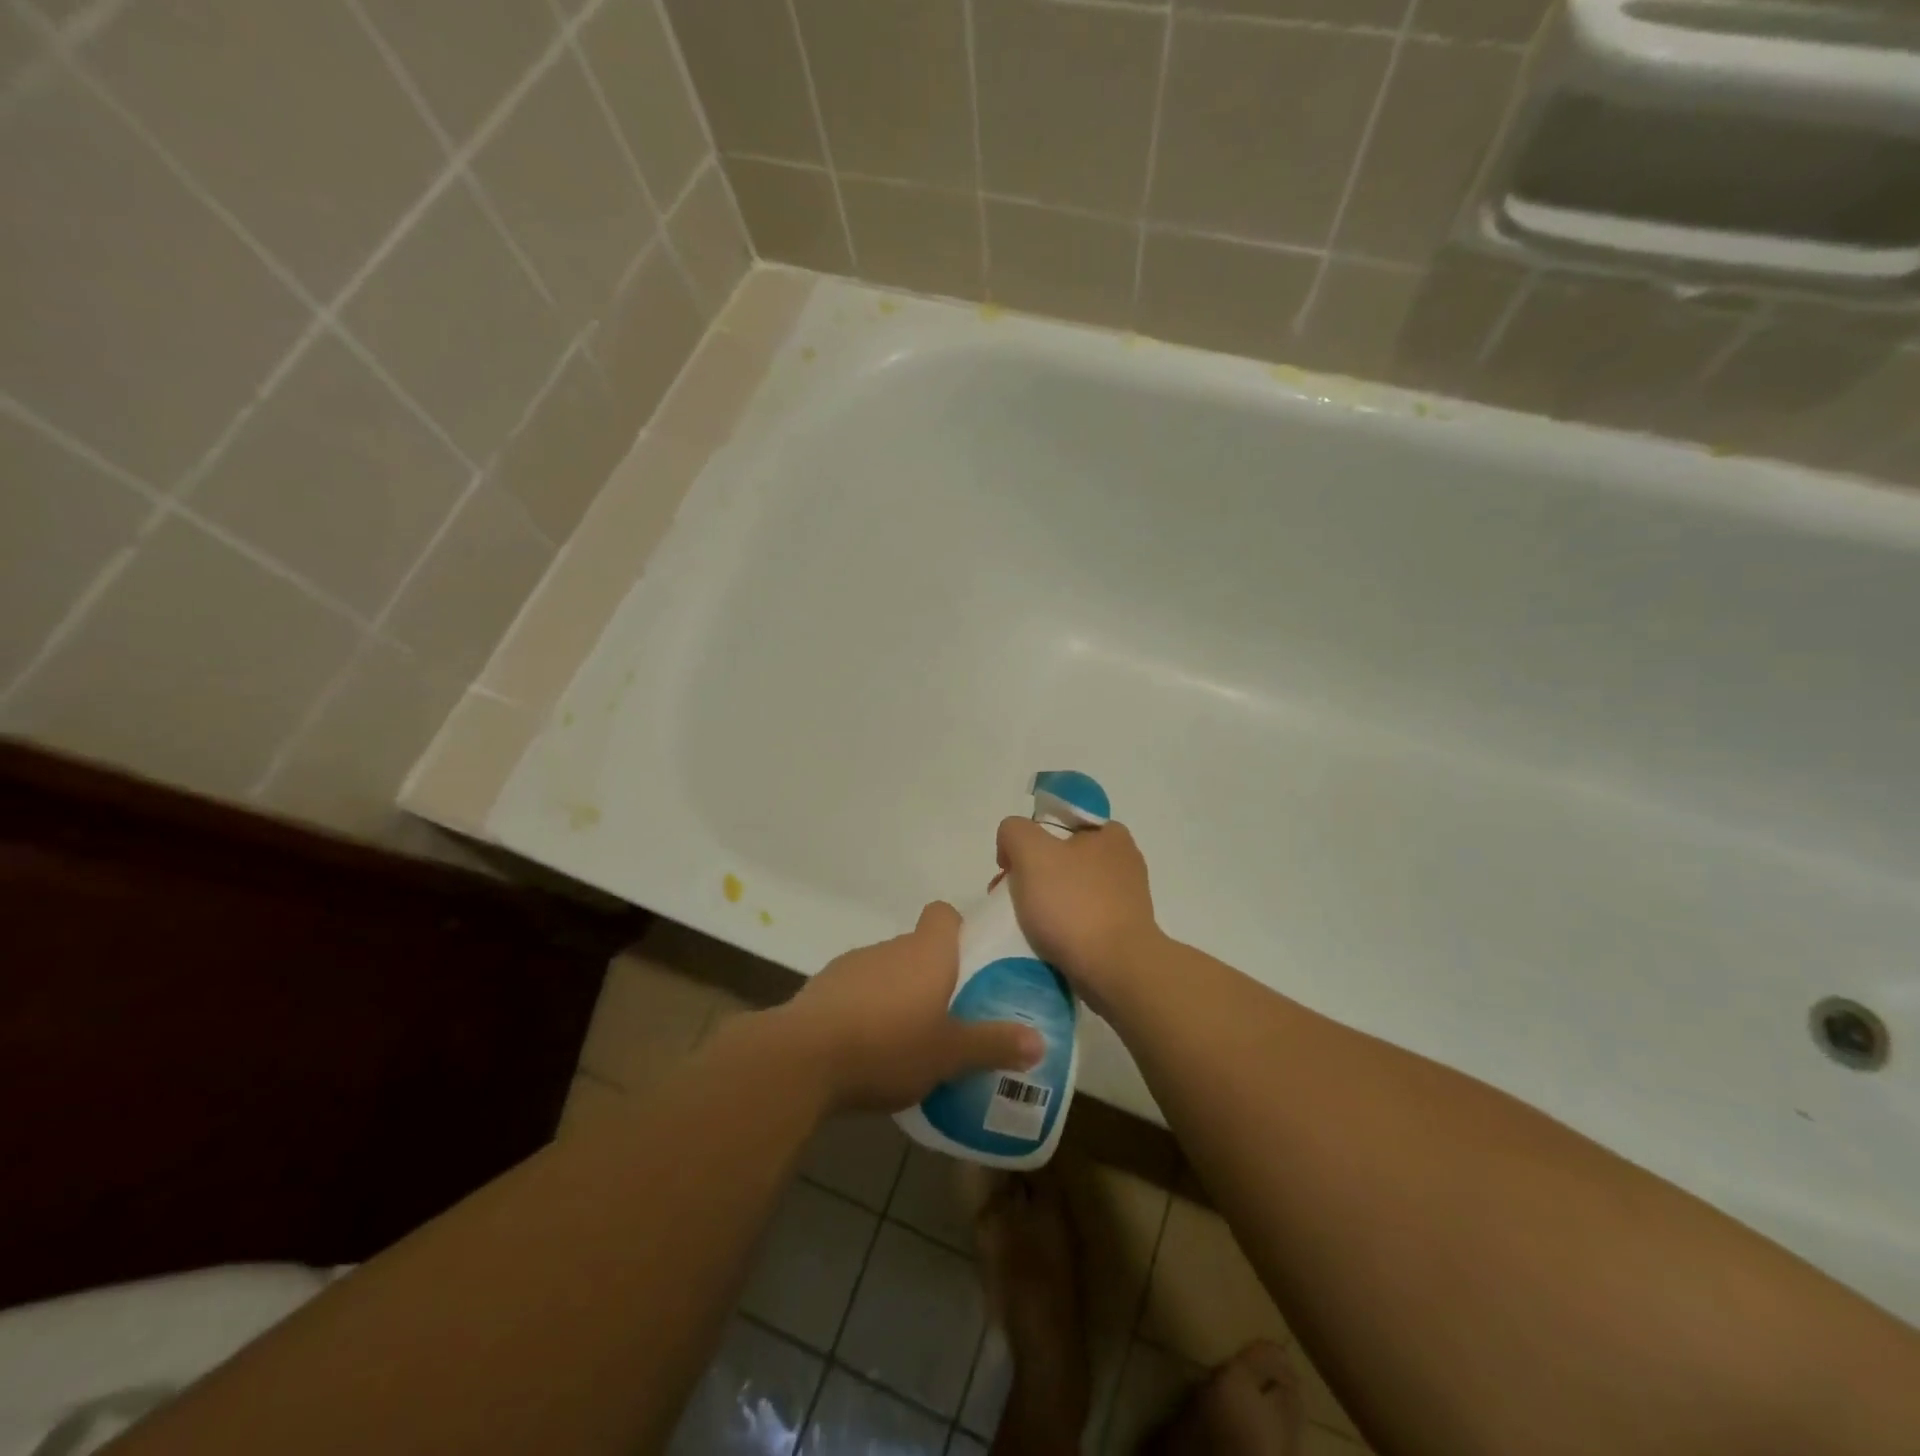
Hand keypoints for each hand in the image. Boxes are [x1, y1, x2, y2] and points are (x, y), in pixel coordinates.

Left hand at [781, 902, 1043, 1112]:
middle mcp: (890, 947)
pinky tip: (869, 1048)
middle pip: (918, 947)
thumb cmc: (889, 1046)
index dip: (958, 930)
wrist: (803, 1058)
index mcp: (926, 952)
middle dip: (933, 975)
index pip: (943, 914)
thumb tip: (1039, 1042)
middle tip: (951, 1014)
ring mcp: (853, 964)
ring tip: (910, 1038)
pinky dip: (867, 1009)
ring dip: (898, 993)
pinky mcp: (823, 988)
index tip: (970, 961)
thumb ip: (993, 1045)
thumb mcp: (950, 1054)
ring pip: (887, 970)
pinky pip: (857, 991)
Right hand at [994, 818, 1161, 1007]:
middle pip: (1061, 858)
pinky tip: (1044, 942)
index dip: (1031, 839)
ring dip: (1043, 903)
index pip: (1060, 823)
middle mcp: (1123, 862)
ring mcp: (1126, 900)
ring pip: (1069, 891)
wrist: (1116, 971)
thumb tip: (1012, 848)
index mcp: (1111, 834)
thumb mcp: (1031, 851)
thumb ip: (1014, 831)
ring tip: (1021, 924)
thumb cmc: (1074, 904)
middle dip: (1031, 875)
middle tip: (1008, 897)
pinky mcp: (1122, 932)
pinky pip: (1080, 920)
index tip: (1012, 865)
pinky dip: (1060, 928)